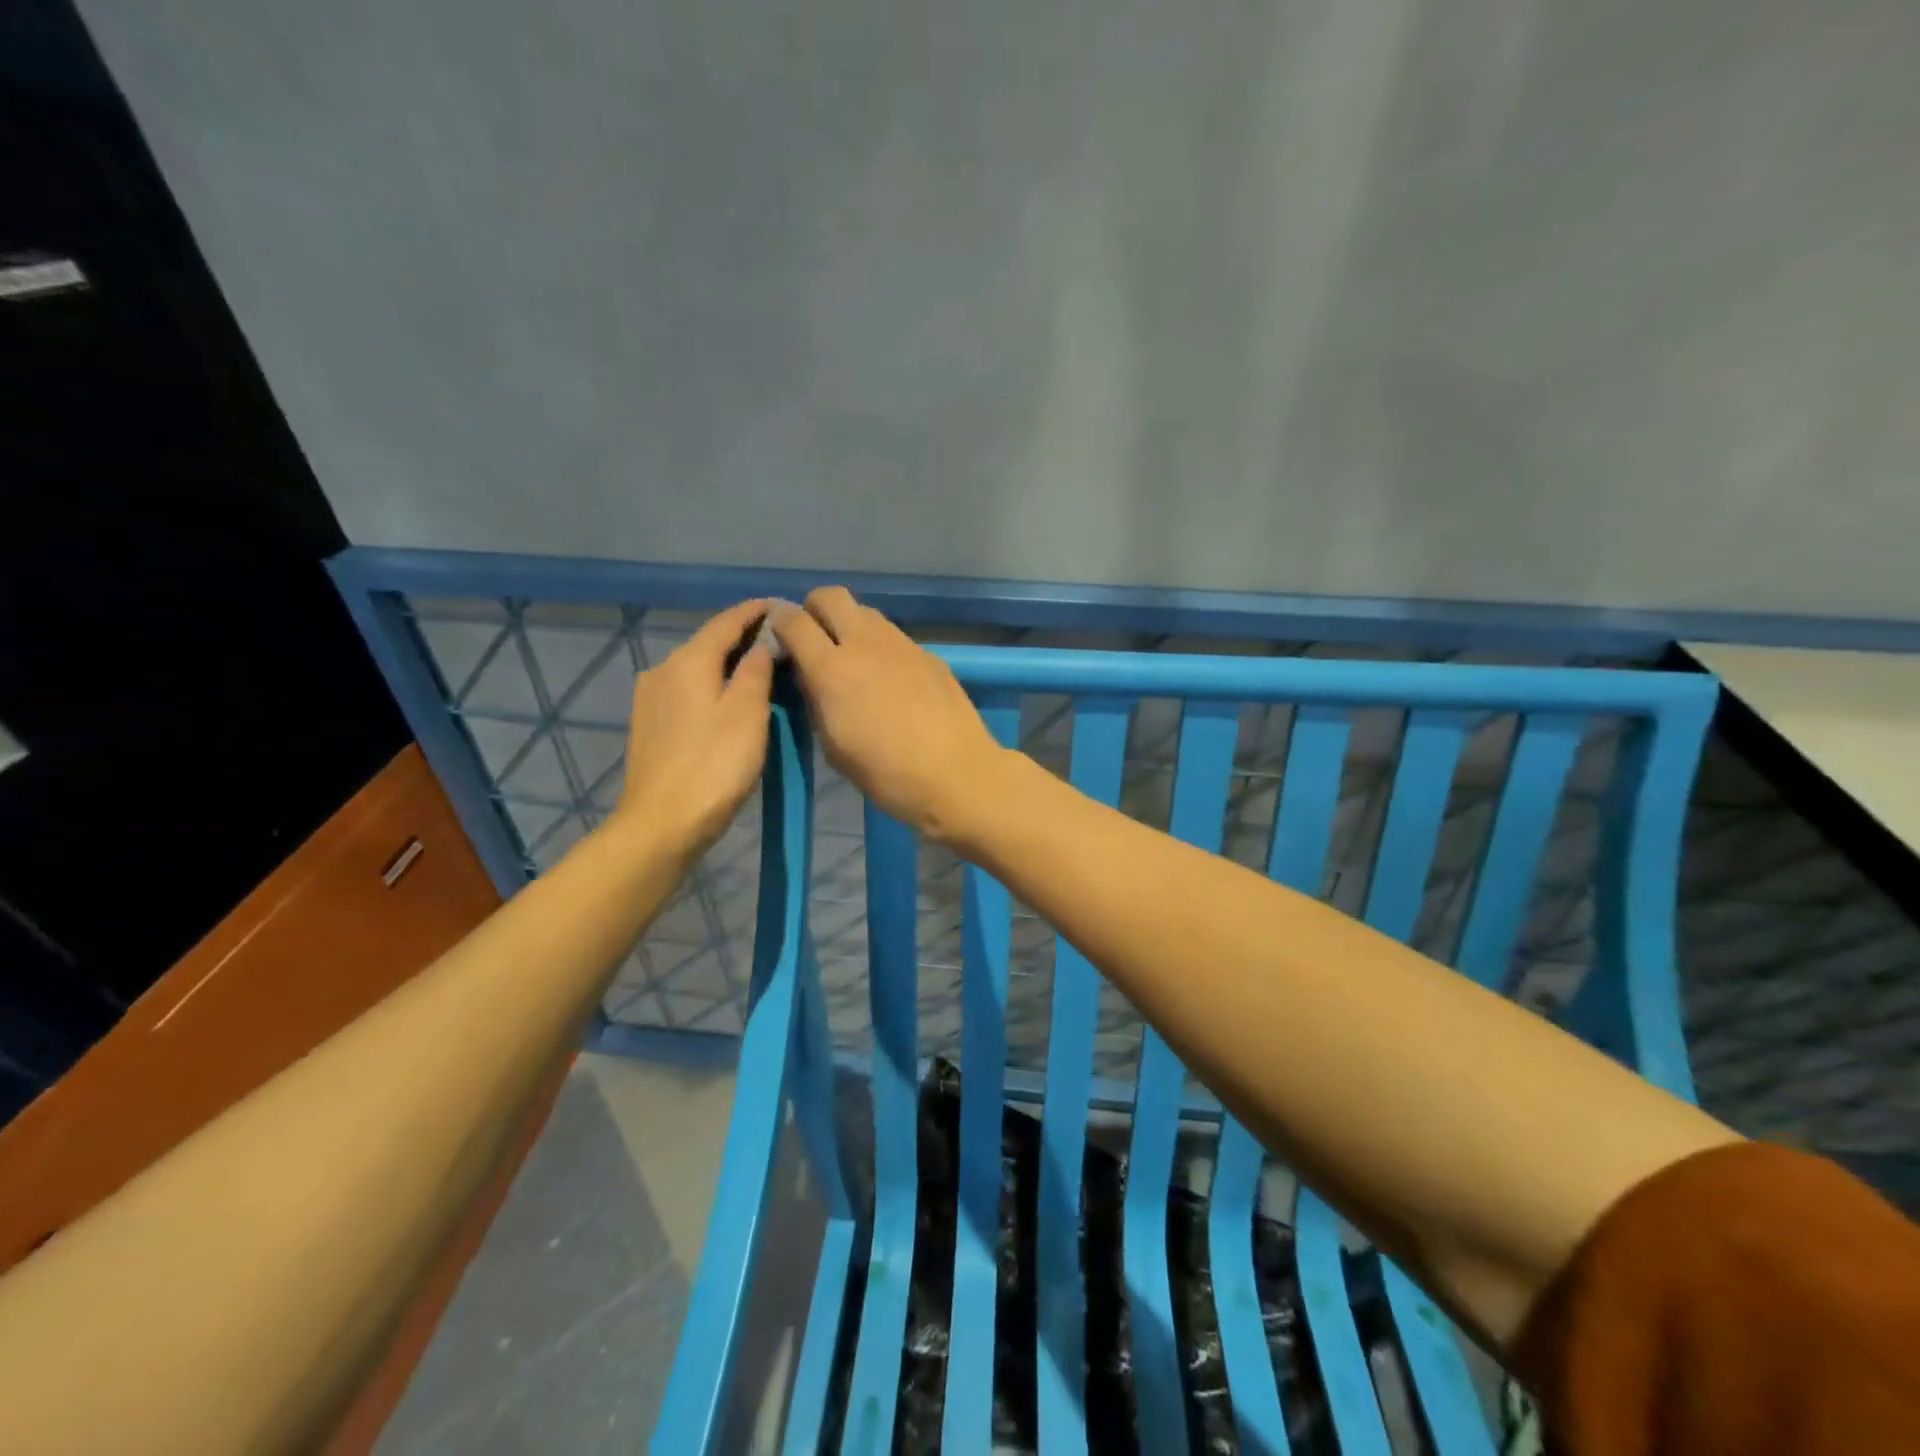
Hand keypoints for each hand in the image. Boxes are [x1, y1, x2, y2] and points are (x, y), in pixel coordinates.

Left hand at [613, 599, 773, 855]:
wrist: (661, 823)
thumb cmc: (714, 765)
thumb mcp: (748, 714)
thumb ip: (755, 672)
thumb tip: (760, 646)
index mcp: (688, 662)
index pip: (725, 622)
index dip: (752, 612)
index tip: (776, 605)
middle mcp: (663, 671)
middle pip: (706, 643)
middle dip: (740, 636)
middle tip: (775, 637)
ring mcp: (651, 699)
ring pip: (695, 668)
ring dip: (725, 662)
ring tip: (756, 666)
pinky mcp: (649, 726)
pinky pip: (686, 690)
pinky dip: (710, 685)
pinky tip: (726, 697)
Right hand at [772, 588, 1006, 843]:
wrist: (956, 774)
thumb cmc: (887, 774)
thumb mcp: (834, 748)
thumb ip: (815, 702)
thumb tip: (808, 675)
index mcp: (832, 670)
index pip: (793, 621)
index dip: (778, 621)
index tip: (777, 635)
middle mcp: (865, 644)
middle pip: (830, 596)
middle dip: (814, 609)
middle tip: (815, 639)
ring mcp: (901, 644)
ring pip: (865, 611)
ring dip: (850, 625)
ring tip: (853, 659)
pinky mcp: (928, 653)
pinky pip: (893, 636)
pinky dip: (880, 646)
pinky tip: (890, 680)